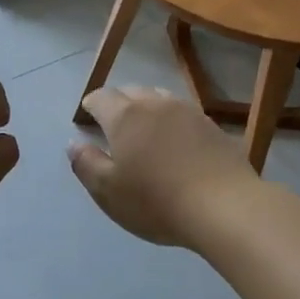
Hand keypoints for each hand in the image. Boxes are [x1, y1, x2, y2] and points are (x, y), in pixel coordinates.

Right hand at [68, 87, 255, 245]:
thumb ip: (86, 164)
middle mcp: (156, 104)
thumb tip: (74, 143)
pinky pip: (184, 114)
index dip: (91, 104)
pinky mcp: (213, 127)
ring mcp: (189, 112)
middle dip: (118, 103)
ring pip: (160, 98)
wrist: (225, 206)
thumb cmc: (156, 201)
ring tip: (144, 128)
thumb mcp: (108, 192)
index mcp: (125, 116)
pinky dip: (172, 121)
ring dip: (147, 107)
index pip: (101, 97)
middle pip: (131, 92)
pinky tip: (176, 142)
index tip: (87, 117)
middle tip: (113, 123)